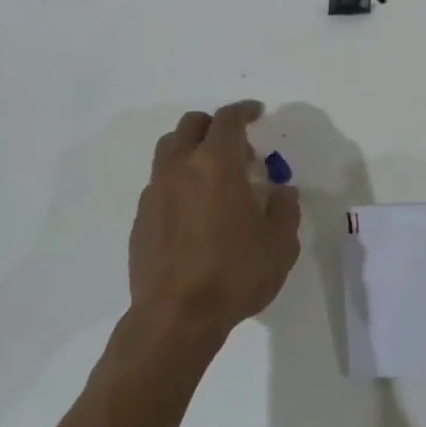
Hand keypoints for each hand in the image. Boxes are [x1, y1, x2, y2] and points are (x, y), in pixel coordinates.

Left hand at [126, 102, 301, 348]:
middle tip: (239, 151)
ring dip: (192, 151)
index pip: (228, 120)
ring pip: (169, 150)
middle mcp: (180, 169)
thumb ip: (285, 210)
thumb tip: (282, 192)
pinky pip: (160, 183)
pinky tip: (195, 211)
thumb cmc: (234, 274)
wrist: (177, 316)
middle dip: (215, 127)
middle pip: (191, 126)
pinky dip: (179, 181)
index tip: (257, 112)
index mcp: (216, 165)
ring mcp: (154, 192)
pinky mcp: (141, 218)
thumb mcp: (280, 245)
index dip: (244, 111)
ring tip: (214, 178)